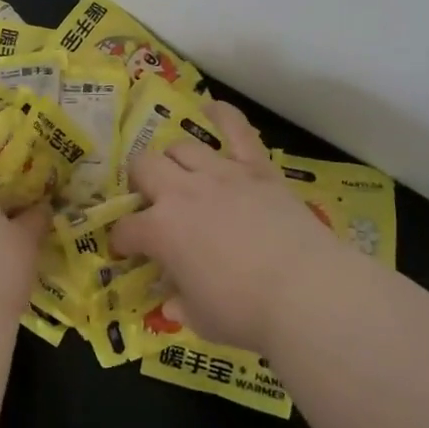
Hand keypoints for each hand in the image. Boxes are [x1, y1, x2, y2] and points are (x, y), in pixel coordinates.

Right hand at [110, 99, 348, 353]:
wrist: (306, 292)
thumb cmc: (246, 313)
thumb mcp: (201, 319)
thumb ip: (181, 305)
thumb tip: (170, 303)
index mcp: (161, 231)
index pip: (127, 228)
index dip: (122, 240)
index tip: (127, 250)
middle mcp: (183, 192)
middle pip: (145, 167)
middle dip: (139, 182)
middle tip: (150, 201)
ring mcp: (221, 174)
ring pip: (182, 147)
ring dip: (173, 159)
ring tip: (179, 172)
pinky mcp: (256, 168)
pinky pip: (237, 130)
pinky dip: (223, 115)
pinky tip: (211, 107)